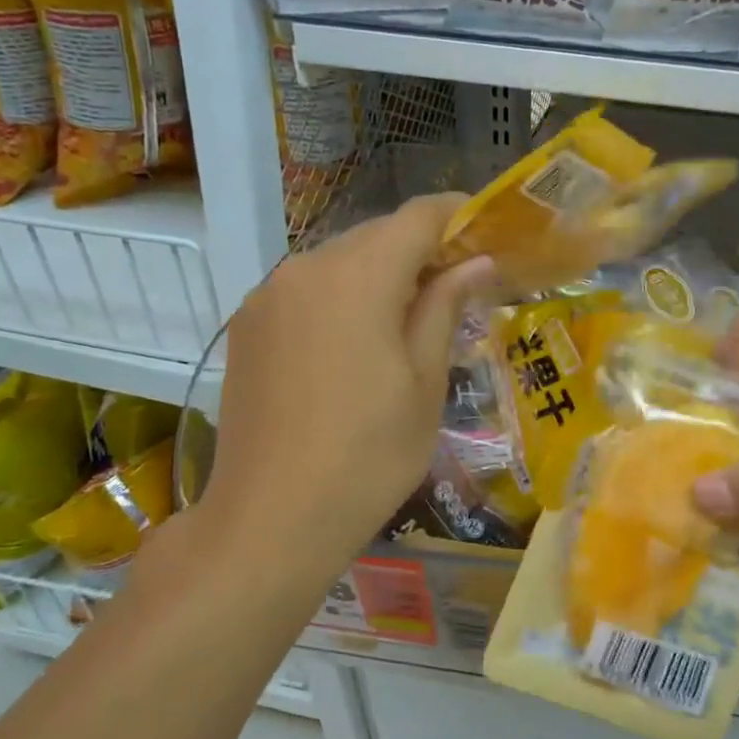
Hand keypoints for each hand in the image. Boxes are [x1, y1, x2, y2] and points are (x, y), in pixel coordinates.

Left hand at [198, 195, 492, 582]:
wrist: (269, 522)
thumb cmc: (368, 456)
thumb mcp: (424, 382)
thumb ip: (447, 307)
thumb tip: (478, 261)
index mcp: (357, 276)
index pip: (418, 217)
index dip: (459, 216)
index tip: (490, 233)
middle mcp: (305, 268)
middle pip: (377, 234)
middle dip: (422, 248)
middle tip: (461, 284)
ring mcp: (268, 296)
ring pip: (340, 261)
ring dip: (381, 273)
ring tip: (412, 317)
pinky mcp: (247, 326)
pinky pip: (308, 289)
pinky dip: (343, 296)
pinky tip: (359, 341)